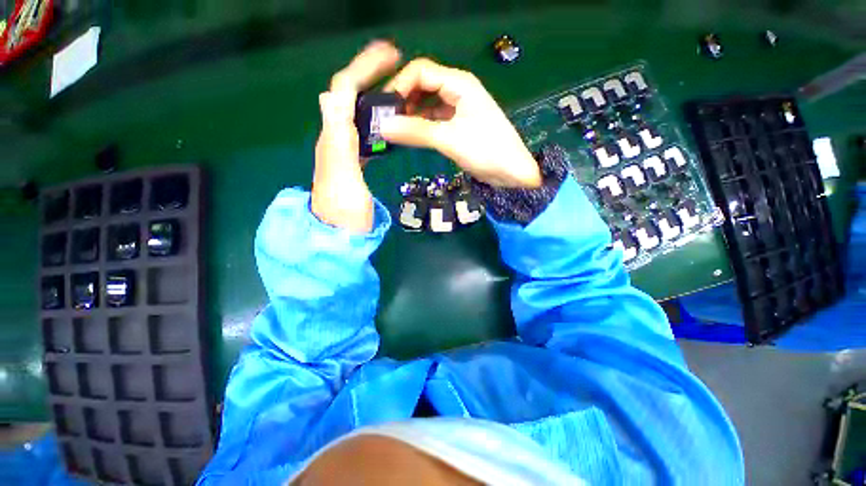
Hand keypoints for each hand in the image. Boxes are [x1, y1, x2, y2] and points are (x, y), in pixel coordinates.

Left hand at [312, 41, 400, 232]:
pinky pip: (362, 133)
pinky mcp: (353, 163)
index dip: (364, 68)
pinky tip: (387, 123)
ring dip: (372, 95)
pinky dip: (374, 121)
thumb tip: (331, 96)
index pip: (343, 91)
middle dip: (369, 74)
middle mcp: (335, 138)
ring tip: (395, 89)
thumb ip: (338, 140)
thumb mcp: (343, 177)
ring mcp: (343, 151)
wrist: (338, 236)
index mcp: (334, 138)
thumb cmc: (345, 212)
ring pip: (355, 113)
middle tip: (395, 65)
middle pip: (347, 97)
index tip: (390, 55)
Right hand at [380, 58, 540, 188]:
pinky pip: (433, 120)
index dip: (400, 85)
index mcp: (458, 84)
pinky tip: (409, 136)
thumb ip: (417, 132)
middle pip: (422, 86)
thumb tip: (383, 127)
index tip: (384, 107)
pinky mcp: (456, 126)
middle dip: (403, 100)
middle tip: (385, 120)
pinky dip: (420, 126)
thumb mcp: (450, 139)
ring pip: (427, 104)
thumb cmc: (486, 150)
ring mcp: (457, 109)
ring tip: (393, 129)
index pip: (421, 72)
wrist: (511, 172)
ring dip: (410, 114)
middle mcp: (456, 91)